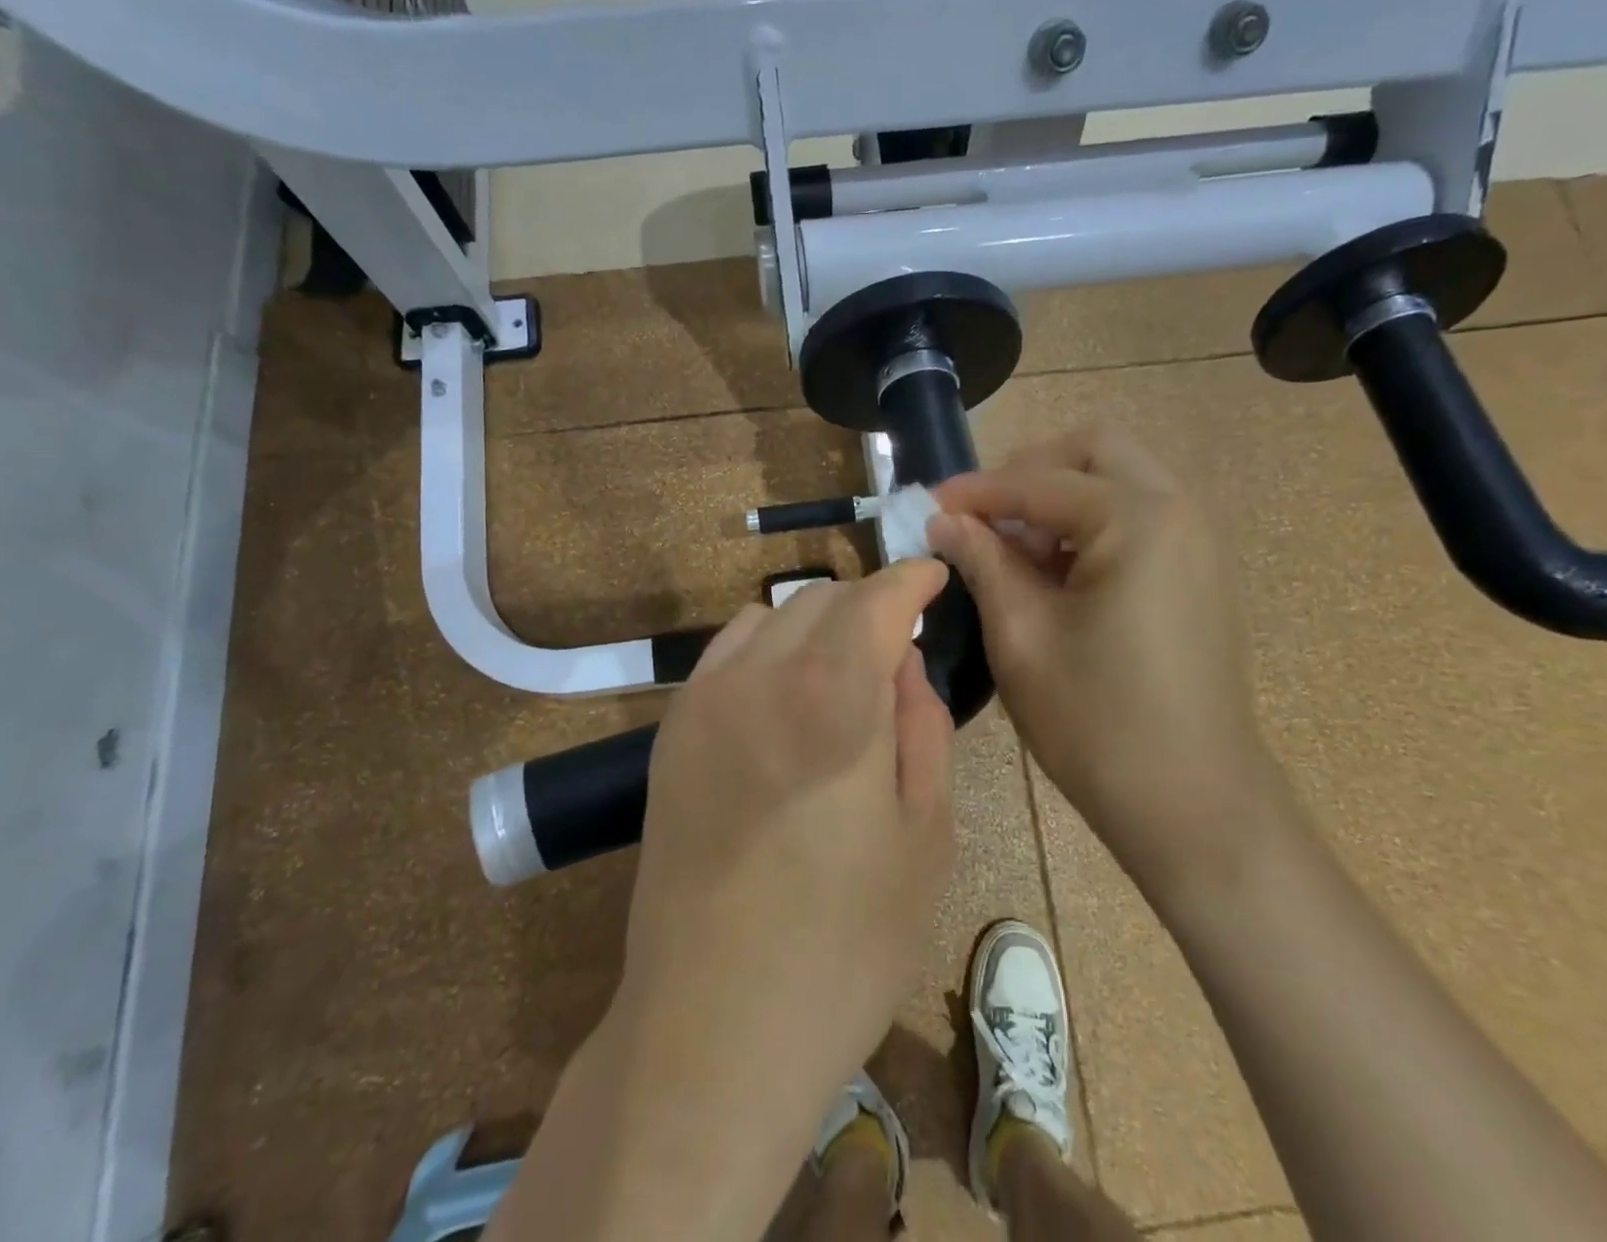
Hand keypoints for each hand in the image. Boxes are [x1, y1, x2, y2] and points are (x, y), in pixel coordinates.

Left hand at [617, 559, 956, 1118]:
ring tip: (844, 670)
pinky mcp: (672, 733)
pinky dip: (767, 649)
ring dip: (816, 624)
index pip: (877, 600)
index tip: (934, 578)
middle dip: (868, 605)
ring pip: (770, 618)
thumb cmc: (843, 947)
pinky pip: (726, 654)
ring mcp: (703, 701)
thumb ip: (922, 729)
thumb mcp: (925, 839)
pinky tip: (785, 695)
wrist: (711, 1028)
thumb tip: (905, 663)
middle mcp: (759, 677)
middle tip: (898, 644)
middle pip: (821, 599)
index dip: (912, 579)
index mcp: (833, 698)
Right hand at [931, 425, 1285, 902]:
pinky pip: (1137, 516)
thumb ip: (981, 560)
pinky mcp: (1198, 572)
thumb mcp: (1021, 635)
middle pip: (1093, 450)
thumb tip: (943, 521)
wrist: (1194, 804)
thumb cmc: (1097, 722)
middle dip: (1029, 472)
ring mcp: (1197, 541)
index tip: (926, 506)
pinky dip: (1089, 524)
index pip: (1038, 481)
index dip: (975, 491)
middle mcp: (1178, 511)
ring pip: (1118, 479)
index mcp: (1138, 519)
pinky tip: (1056, 574)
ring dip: (1059, 498)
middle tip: (983, 518)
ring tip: (1015, 552)